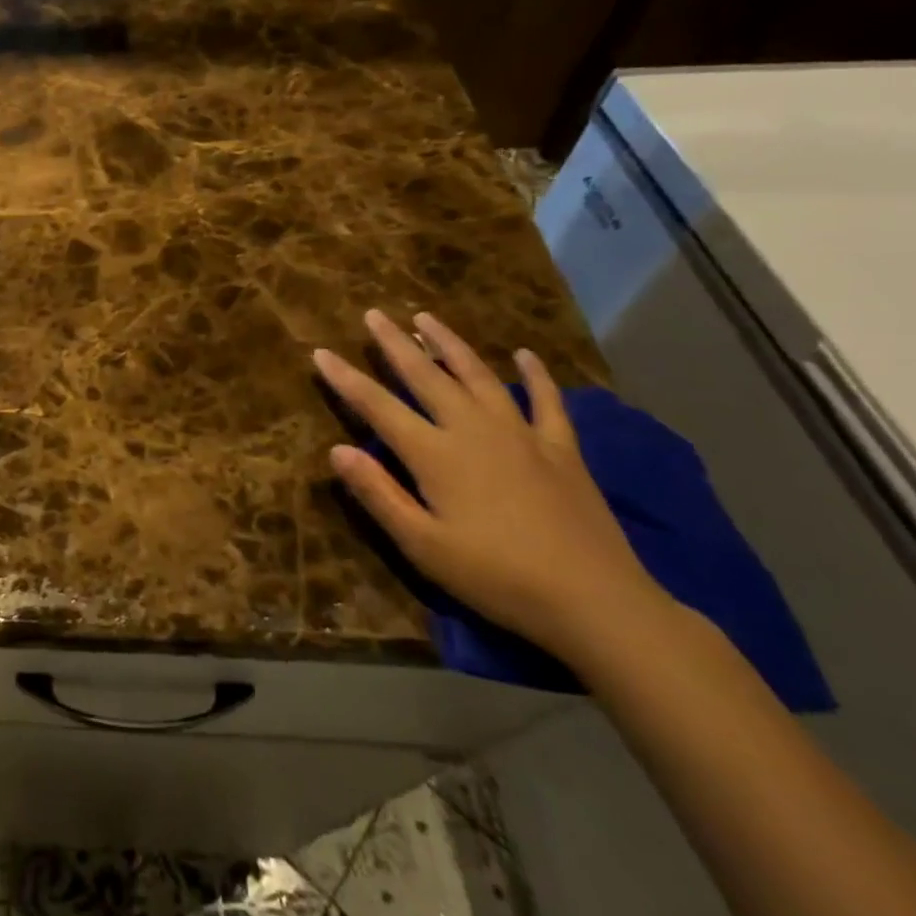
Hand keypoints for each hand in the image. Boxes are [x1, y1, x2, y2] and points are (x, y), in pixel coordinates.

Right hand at [313, 310, 671, 666]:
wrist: (595, 602)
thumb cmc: (497, 578)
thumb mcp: (423, 546)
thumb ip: (378, 494)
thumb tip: (336, 450)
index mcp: (436, 454)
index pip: (378, 406)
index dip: (346, 379)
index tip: (320, 352)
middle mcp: (473, 430)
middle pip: (426, 376)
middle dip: (395, 344)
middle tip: (374, 314)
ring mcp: (521, 435)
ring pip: (478, 375)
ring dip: (450, 344)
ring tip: (427, 318)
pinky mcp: (561, 449)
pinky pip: (546, 401)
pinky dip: (536, 375)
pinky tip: (525, 355)